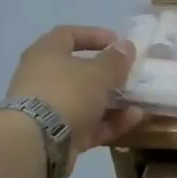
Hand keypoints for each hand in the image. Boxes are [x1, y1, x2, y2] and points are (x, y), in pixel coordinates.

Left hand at [3, 26, 145, 152]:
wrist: (38, 141)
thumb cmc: (67, 93)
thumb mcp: (98, 73)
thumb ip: (115, 60)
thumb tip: (126, 46)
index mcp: (46, 54)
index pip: (68, 35)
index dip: (94, 35)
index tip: (117, 42)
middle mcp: (44, 78)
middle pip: (78, 71)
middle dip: (107, 73)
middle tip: (130, 74)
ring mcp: (50, 109)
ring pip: (86, 100)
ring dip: (113, 100)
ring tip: (138, 99)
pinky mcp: (59, 135)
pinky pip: (89, 124)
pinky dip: (111, 121)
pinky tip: (135, 118)